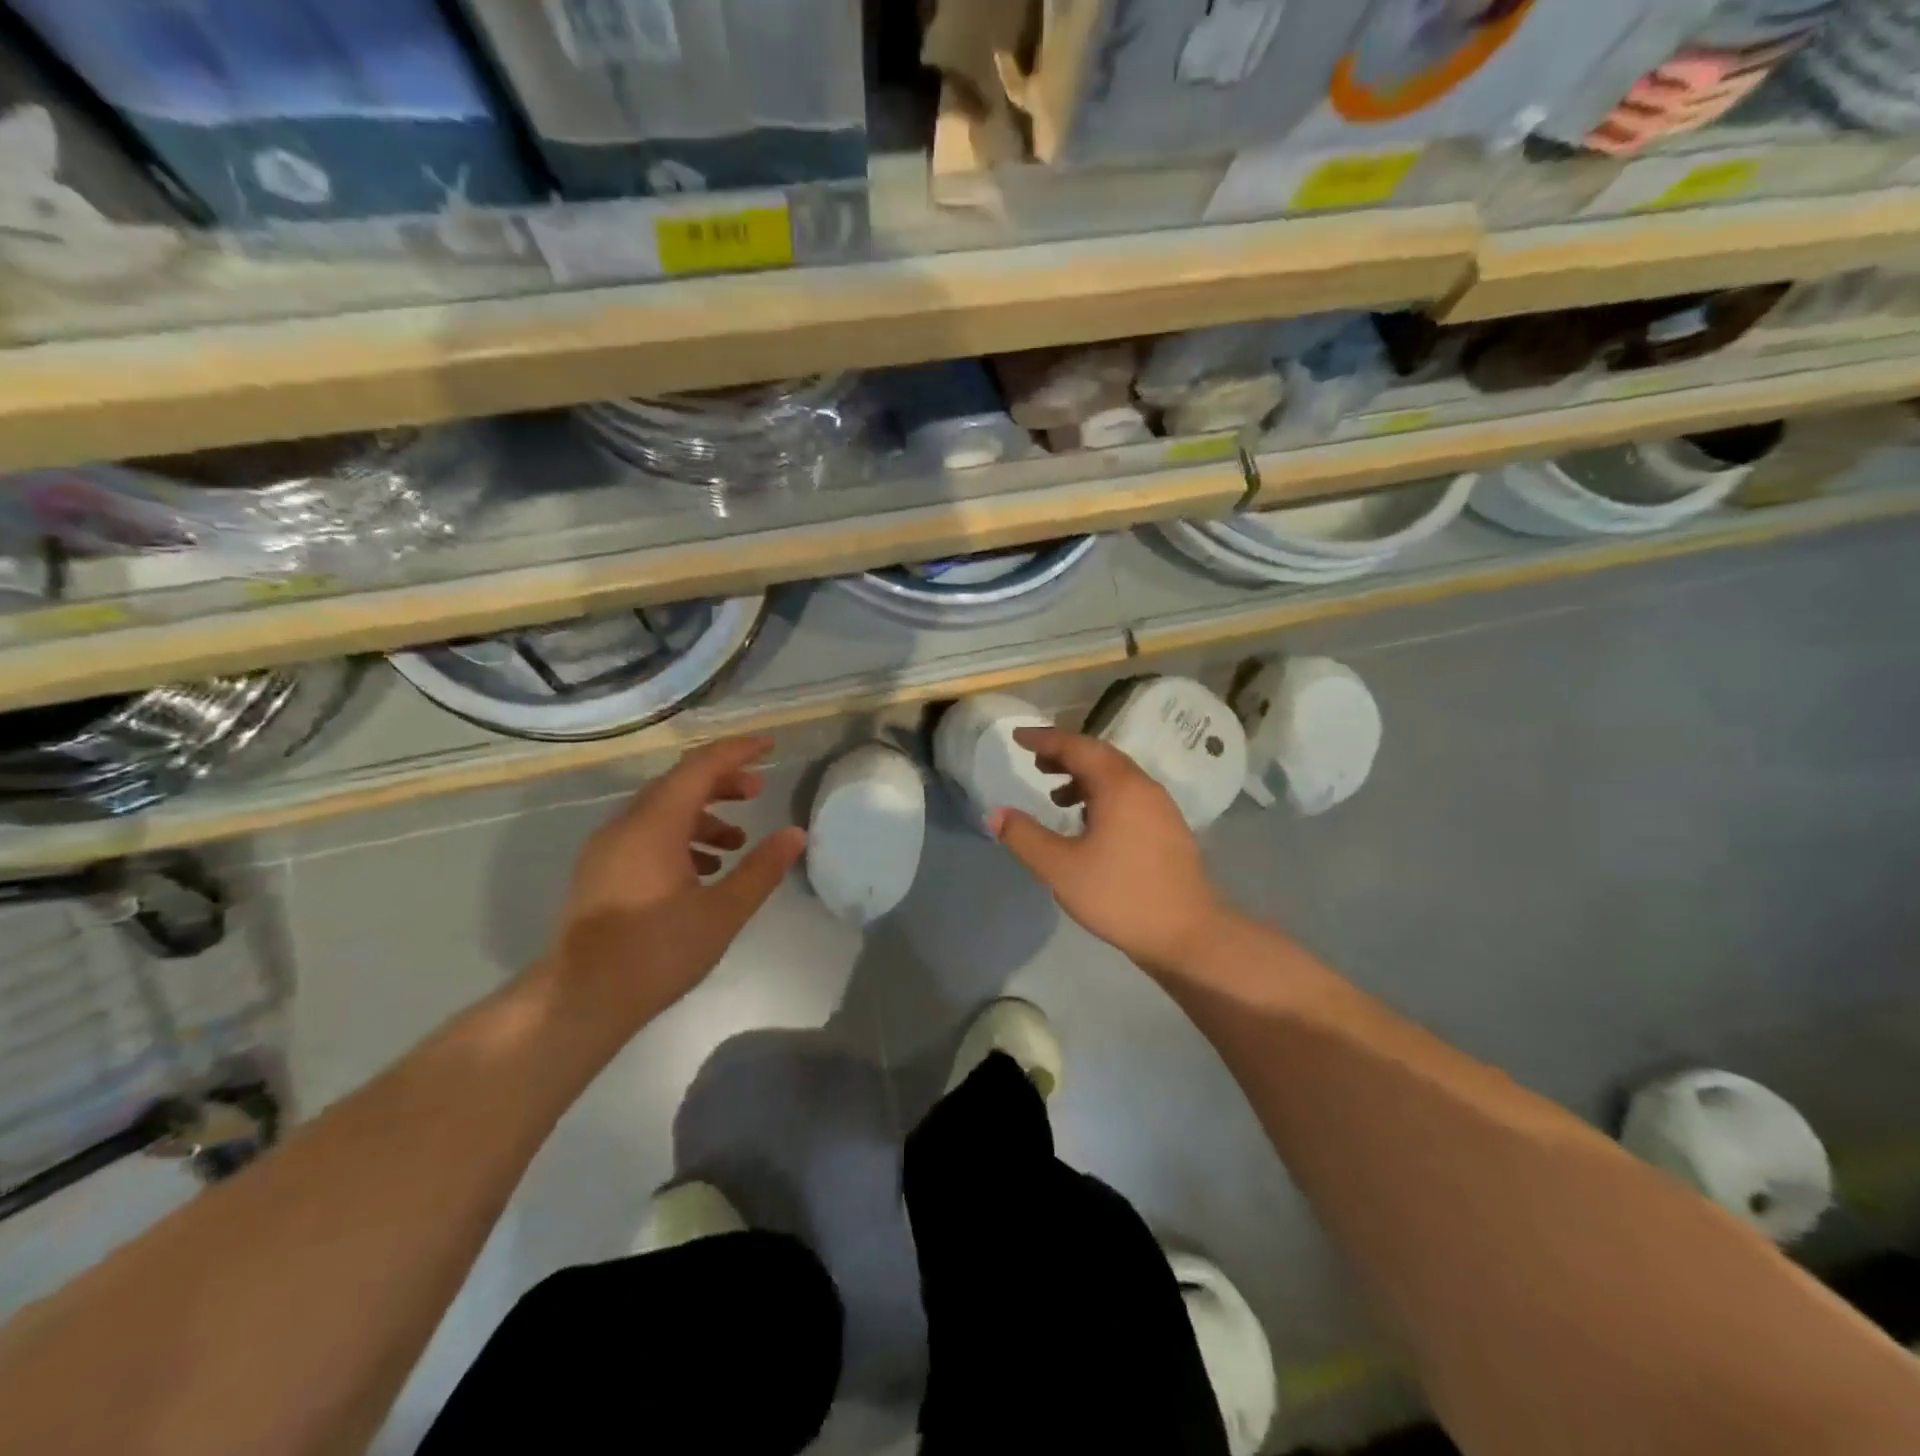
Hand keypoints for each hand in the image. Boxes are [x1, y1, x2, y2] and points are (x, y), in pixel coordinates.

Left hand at [537, 736, 805, 1036]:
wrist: (580, 1000)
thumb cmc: (657, 952)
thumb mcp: (723, 912)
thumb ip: (761, 868)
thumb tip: (796, 834)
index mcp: (654, 825)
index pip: (700, 767)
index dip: (737, 751)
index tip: (770, 745)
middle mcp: (625, 825)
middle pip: (679, 784)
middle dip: (722, 781)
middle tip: (758, 790)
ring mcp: (607, 849)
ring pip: (661, 811)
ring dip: (702, 814)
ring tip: (737, 839)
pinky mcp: (600, 872)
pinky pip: (646, 835)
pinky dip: (680, 837)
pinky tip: (704, 870)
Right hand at [989, 727, 1225, 973]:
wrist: (1188, 934)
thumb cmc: (1120, 895)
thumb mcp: (1060, 867)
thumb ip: (1024, 837)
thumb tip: (995, 813)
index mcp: (1119, 786)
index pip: (1077, 747)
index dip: (1045, 739)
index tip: (1018, 736)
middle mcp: (1143, 786)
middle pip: (1099, 756)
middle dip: (1065, 755)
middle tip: (1035, 762)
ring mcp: (1160, 807)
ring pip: (1116, 777)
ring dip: (1083, 777)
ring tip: (1056, 796)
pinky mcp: (1168, 829)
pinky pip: (1129, 796)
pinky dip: (1102, 795)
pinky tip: (1087, 823)